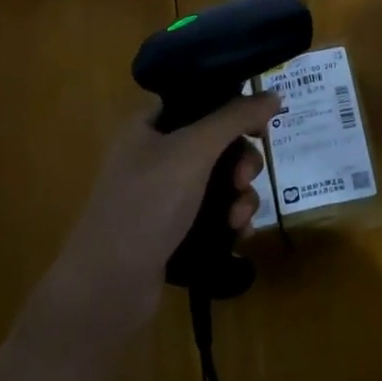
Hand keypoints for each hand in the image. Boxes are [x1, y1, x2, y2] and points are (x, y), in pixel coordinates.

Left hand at [50, 93, 279, 340]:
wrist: (108, 286)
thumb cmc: (147, 205)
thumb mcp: (193, 151)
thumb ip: (234, 118)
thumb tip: (273, 94)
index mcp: (149, 126)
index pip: (200, 102)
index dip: (234, 109)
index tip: (261, 127)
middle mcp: (155, 155)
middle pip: (216, 144)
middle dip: (241, 161)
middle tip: (245, 178)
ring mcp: (163, 196)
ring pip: (220, 181)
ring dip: (240, 195)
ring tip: (238, 218)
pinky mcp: (173, 230)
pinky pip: (214, 213)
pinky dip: (231, 220)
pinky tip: (239, 234)